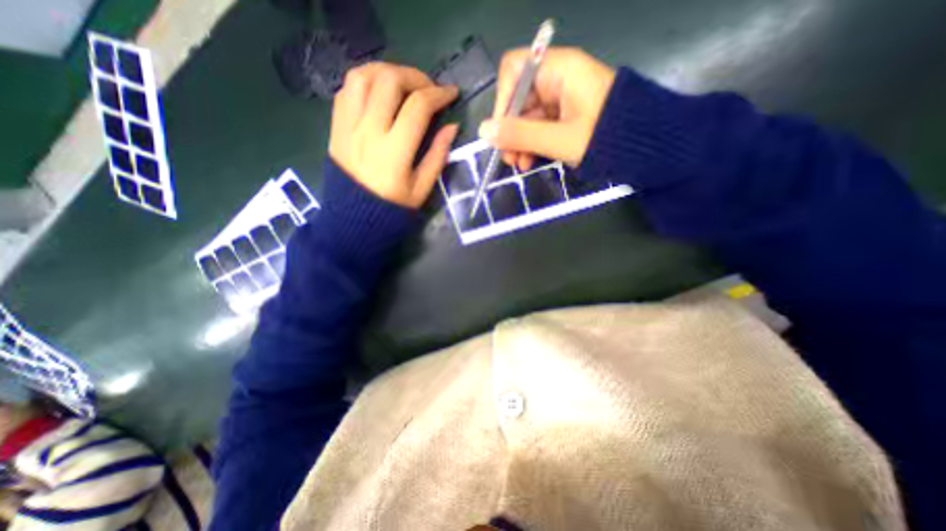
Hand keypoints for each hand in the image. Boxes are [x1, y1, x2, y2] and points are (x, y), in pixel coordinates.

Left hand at [329, 63, 460, 207]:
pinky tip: (379, 93)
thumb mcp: (422, 188)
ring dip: (387, 72)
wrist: (354, 218)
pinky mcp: (335, 126)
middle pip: (389, 80)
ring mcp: (347, 126)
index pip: (418, 107)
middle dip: (415, 76)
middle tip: (428, 89)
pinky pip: (346, 89)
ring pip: (362, 76)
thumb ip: (437, 156)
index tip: (451, 94)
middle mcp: (368, 131)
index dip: (439, 94)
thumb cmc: (392, 207)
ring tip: (403, 84)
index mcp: (394, 151)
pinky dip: (366, 82)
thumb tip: (452, 126)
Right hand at [482, 48, 613, 168]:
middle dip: (510, 130)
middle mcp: (557, 78)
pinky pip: (539, 125)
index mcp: (559, 70)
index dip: (503, 100)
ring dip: (519, 141)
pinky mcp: (565, 113)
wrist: (642, 147)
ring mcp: (561, 97)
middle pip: (519, 98)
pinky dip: (531, 143)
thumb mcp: (560, 140)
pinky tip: (529, 161)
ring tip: (519, 165)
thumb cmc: (604, 138)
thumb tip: (484, 130)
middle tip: (509, 158)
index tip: (500, 132)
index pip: (514, 71)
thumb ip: (521, 134)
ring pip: (527, 115)